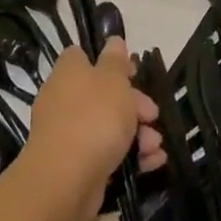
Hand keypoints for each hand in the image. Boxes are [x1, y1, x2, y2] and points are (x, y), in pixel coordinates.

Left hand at [23, 38, 161, 220]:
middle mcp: (64, 99)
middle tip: (152, 115)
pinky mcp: (76, 163)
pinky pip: (106, 152)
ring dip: (137, 133)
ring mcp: (68, 133)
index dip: (111, 63)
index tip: (133, 74)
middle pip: (103, 94)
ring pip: (108, 125)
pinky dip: (130, 156)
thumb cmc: (93, 117)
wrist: (66, 179)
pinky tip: (152, 162)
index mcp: (69, 72)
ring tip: (156, 146)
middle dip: (134, 105)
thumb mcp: (112, 80)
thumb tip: (113, 41)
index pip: (84, 56)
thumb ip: (116, 60)